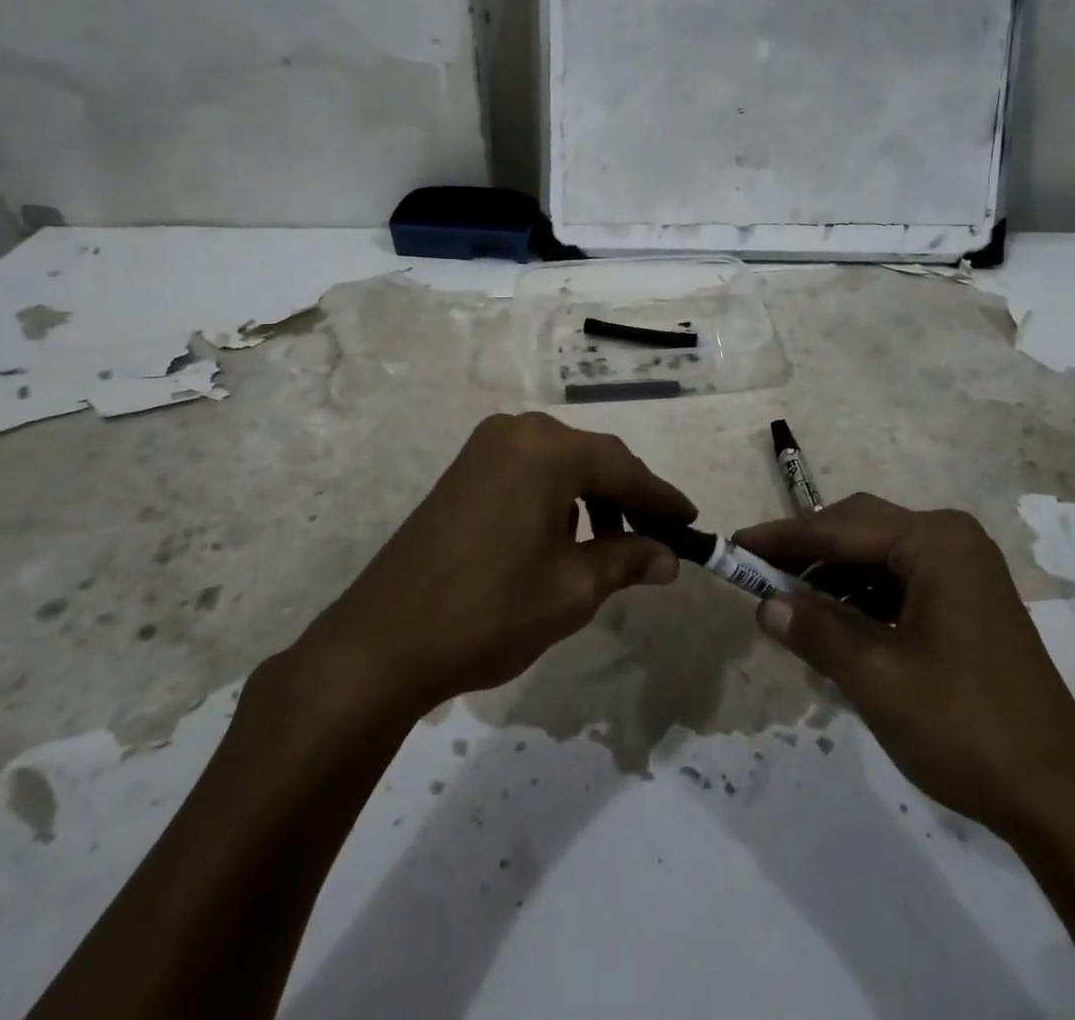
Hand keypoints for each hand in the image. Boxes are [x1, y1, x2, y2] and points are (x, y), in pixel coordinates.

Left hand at [288, 413, 692, 723]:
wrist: (382, 642)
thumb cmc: (490, 610)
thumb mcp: (573, 588)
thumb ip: (628, 559)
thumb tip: (669, 556)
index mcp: (547, 449)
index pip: (624, 467)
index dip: (661, 498)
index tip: (692, 522)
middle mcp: (516, 432)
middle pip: (592, 458)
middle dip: (628, 497)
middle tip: (657, 537)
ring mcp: (484, 449)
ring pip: (560, 464)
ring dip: (593, 497)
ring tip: (612, 545)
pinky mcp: (463, 472)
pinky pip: (529, 472)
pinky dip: (558, 498)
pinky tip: (564, 537)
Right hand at [737, 494, 1074, 844]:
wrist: (1058, 800)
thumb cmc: (964, 728)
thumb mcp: (876, 678)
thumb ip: (815, 631)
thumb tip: (765, 605)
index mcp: (936, 542)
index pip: (841, 527)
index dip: (784, 538)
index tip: (736, 545)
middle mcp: (952, 540)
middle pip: (861, 530)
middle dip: (808, 553)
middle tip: (760, 576)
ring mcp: (965, 570)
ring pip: (879, 557)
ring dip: (834, 578)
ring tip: (794, 610)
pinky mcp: (968, 601)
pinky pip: (900, 582)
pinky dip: (863, 599)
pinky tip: (838, 629)